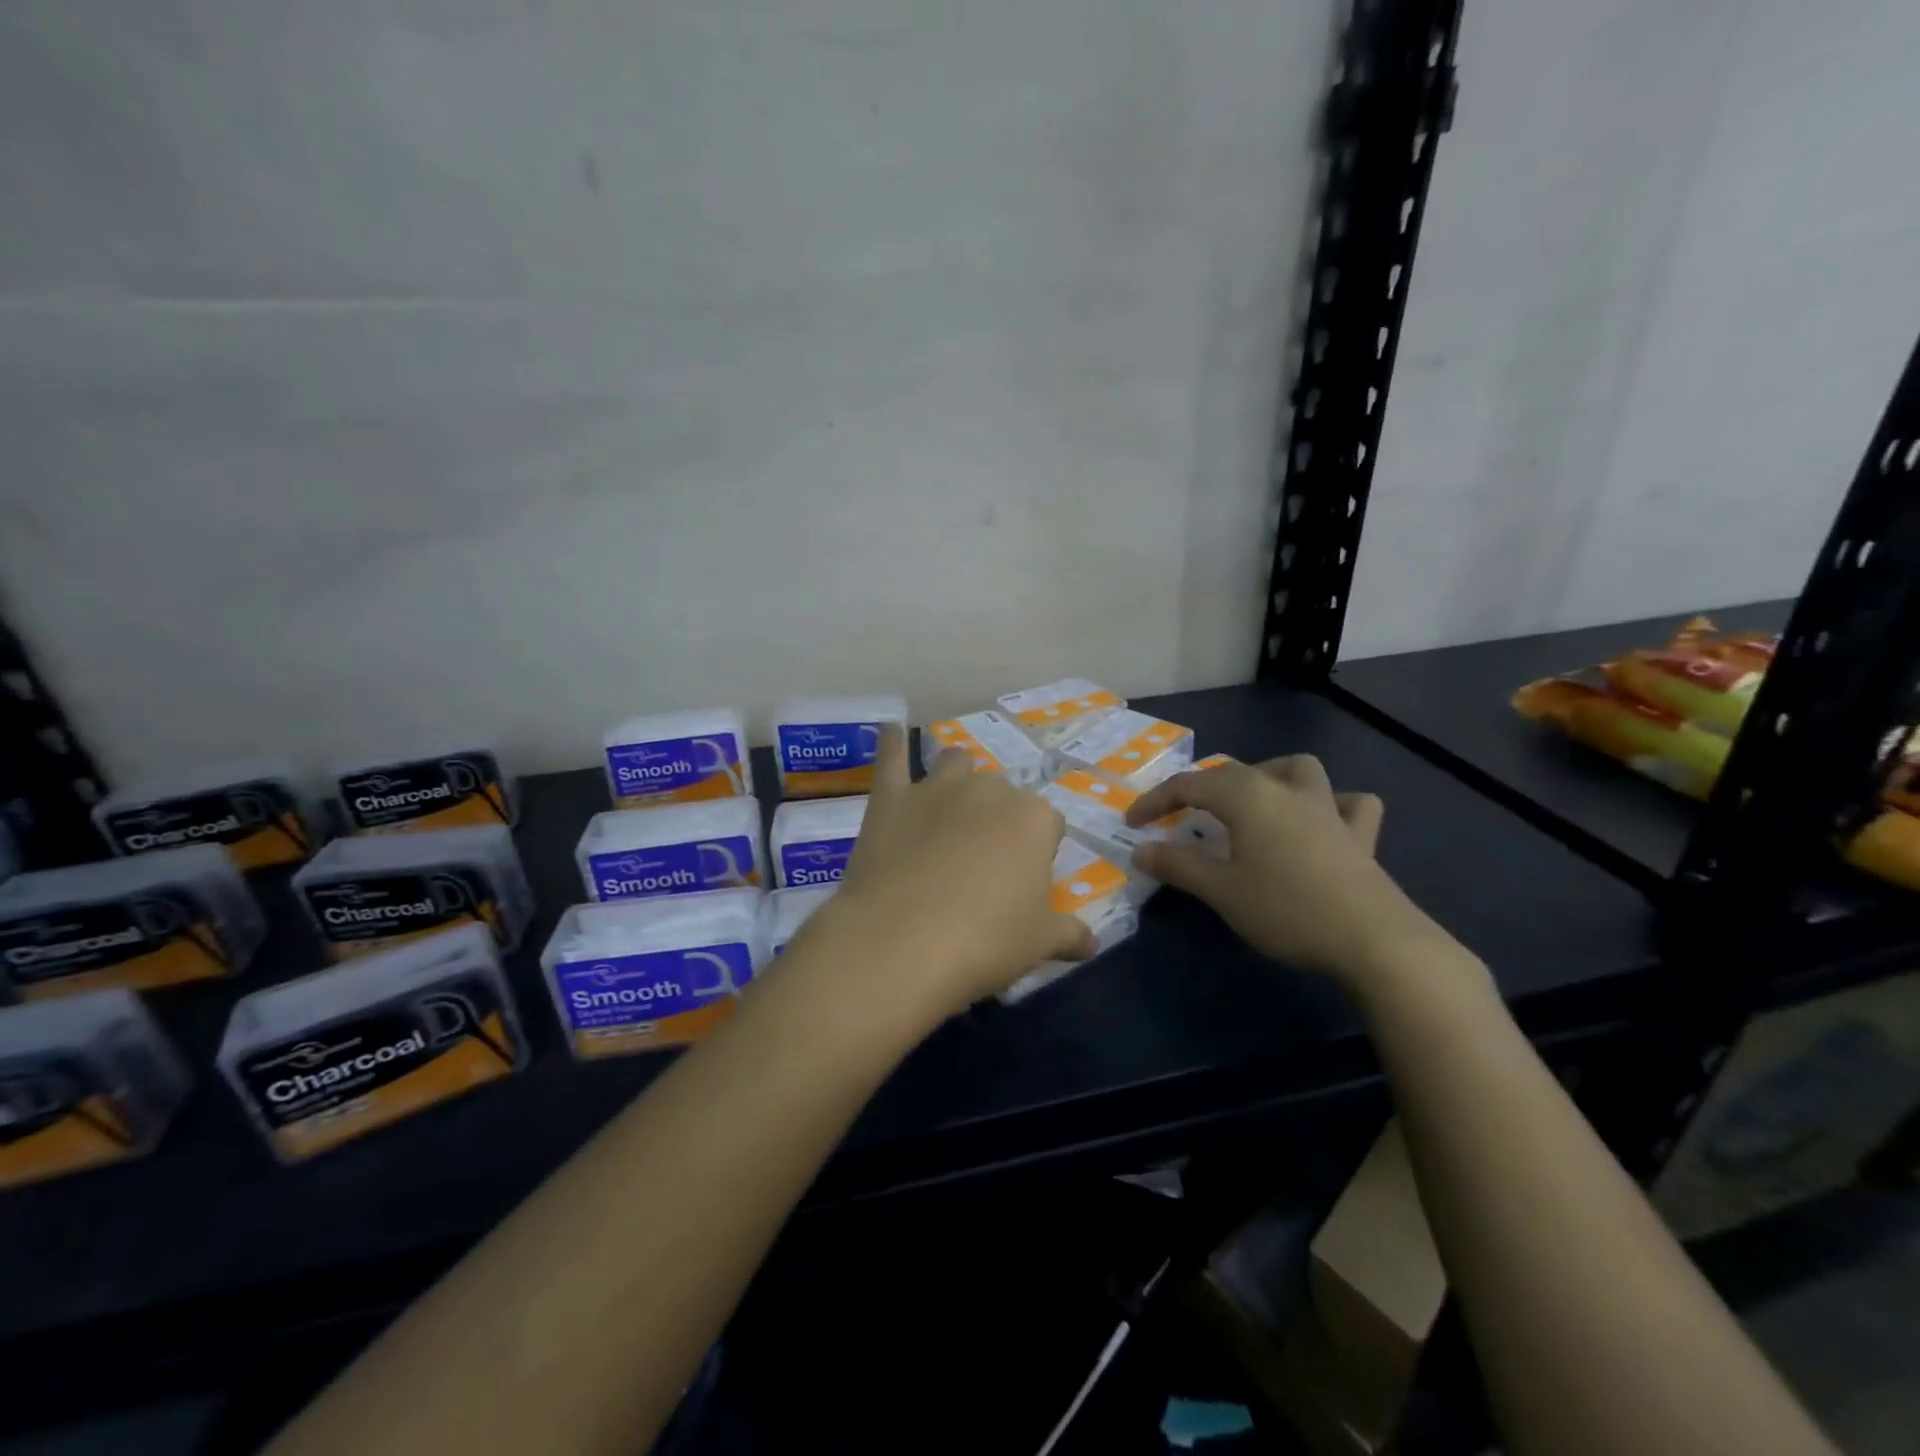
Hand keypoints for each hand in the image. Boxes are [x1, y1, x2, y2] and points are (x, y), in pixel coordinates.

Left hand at [798, 725, 1093, 1022]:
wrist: (902, 942)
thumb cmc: (985, 941)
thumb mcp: (1040, 943)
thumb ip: (1070, 934)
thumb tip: (1093, 944)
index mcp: (1033, 818)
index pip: (1049, 823)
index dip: (1039, 851)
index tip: (1025, 881)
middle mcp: (989, 790)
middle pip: (1002, 792)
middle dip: (998, 817)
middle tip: (984, 861)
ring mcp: (936, 788)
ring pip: (956, 762)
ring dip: (958, 777)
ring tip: (950, 808)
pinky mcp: (891, 798)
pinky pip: (891, 757)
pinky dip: (891, 741)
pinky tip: (891, 728)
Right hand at [1126, 754, 1442, 988]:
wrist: (1373, 941)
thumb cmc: (1286, 910)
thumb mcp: (1220, 890)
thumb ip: (1178, 865)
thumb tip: (1141, 849)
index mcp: (1247, 796)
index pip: (1189, 785)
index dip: (1156, 801)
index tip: (1132, 823)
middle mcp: (1286, 790)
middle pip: (1235, 772)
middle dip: (1201, 788)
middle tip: (1182, 817)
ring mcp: (1328, 809)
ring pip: (1297, 769)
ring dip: (1269, 775)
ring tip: (1252, 801)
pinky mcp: (1360, 836)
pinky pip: (1349, 805)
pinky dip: (1332, 805)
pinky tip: (1322, 822)